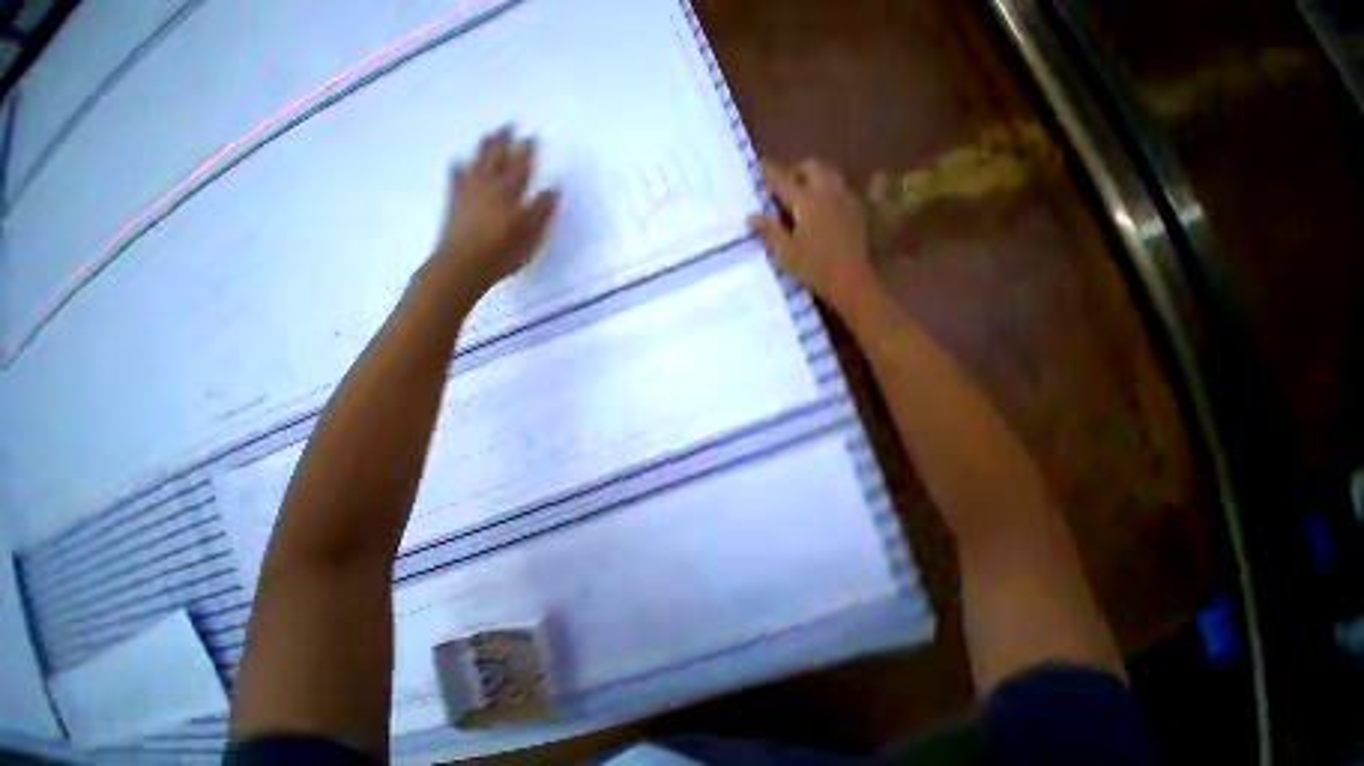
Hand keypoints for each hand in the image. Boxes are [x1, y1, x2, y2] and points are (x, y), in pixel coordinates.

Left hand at [432, 126, 558, 292]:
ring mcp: (468, 191)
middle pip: (496, 158)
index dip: (526, 152)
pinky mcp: (454, 201)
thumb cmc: (502, 253)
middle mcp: (488, 186)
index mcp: (509, 195)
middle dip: (504, 142)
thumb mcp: (530, 236)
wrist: (463, 263)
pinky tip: (459, 162)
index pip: (520, 168)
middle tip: (508, 125)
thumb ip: (541, 212)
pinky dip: (459, 168)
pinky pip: (456, 177)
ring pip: (477, 162)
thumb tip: (553, 190)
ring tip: (489, 135)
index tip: (531, 137)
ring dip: (484, 148)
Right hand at [749, 159, 876, 308]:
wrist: (850, 279)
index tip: (760, 164)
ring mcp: (844, 198)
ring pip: (828, 173)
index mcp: (806, 201)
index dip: (770, 171)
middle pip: (811, 167)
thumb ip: (769, 230)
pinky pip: (839, 186)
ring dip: (813, 175)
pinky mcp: (855, 208)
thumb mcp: (785, 252)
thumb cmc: (813, 268)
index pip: (784, 179)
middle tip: (783, 183)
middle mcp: (827, 192)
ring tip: (802, 191)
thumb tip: (751, 215)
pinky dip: (826, 186)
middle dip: (795, 169)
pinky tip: (821, 204)